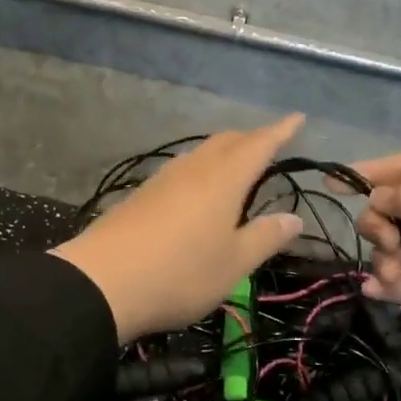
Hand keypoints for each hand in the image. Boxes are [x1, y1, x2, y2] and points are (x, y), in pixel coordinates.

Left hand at [53, 117, 306, 341]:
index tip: (297, 117)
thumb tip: (294, 218)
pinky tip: (198, 190)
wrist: (102, 282)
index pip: (258, 144)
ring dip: (223, 152)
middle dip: (251, 139)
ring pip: (201, 152)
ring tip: (236, 166)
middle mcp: (194, 169)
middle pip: (227, 141)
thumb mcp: (233, 264)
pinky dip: (201, 169)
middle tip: (270, 145)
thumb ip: (265, 237)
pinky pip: (182, 169)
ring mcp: (163, 179)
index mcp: (223, 179)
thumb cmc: (180, 273)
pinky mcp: (142, 194)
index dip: (280, 130)